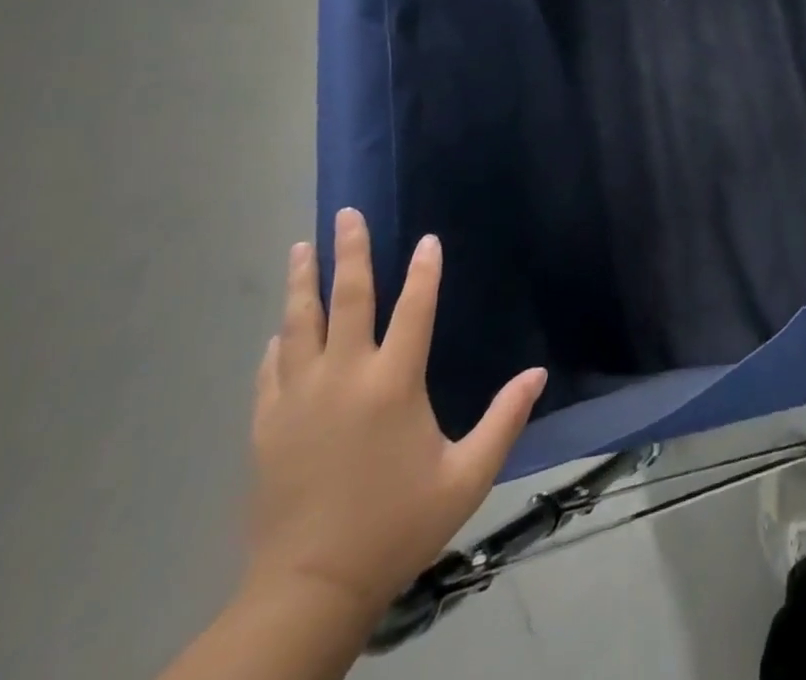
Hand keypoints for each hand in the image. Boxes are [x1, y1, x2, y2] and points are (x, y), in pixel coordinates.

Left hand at [245, 208, 545, 627]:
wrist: (309, 590)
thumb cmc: (396, 526)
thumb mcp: (466, 478)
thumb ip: (504, 420)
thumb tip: (538, 373)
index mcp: (393, 384)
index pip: (414, 309)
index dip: (425, 271)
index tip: (428, 239)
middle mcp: (344, 378)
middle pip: (347, 299)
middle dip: (350, 252)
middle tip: (346, 214)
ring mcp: (298, 400)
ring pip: (299, 325)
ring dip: (304, 282)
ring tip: (302, 248)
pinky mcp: (267, 427)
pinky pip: (271, 370)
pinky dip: (279, 342)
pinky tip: (280, 329)